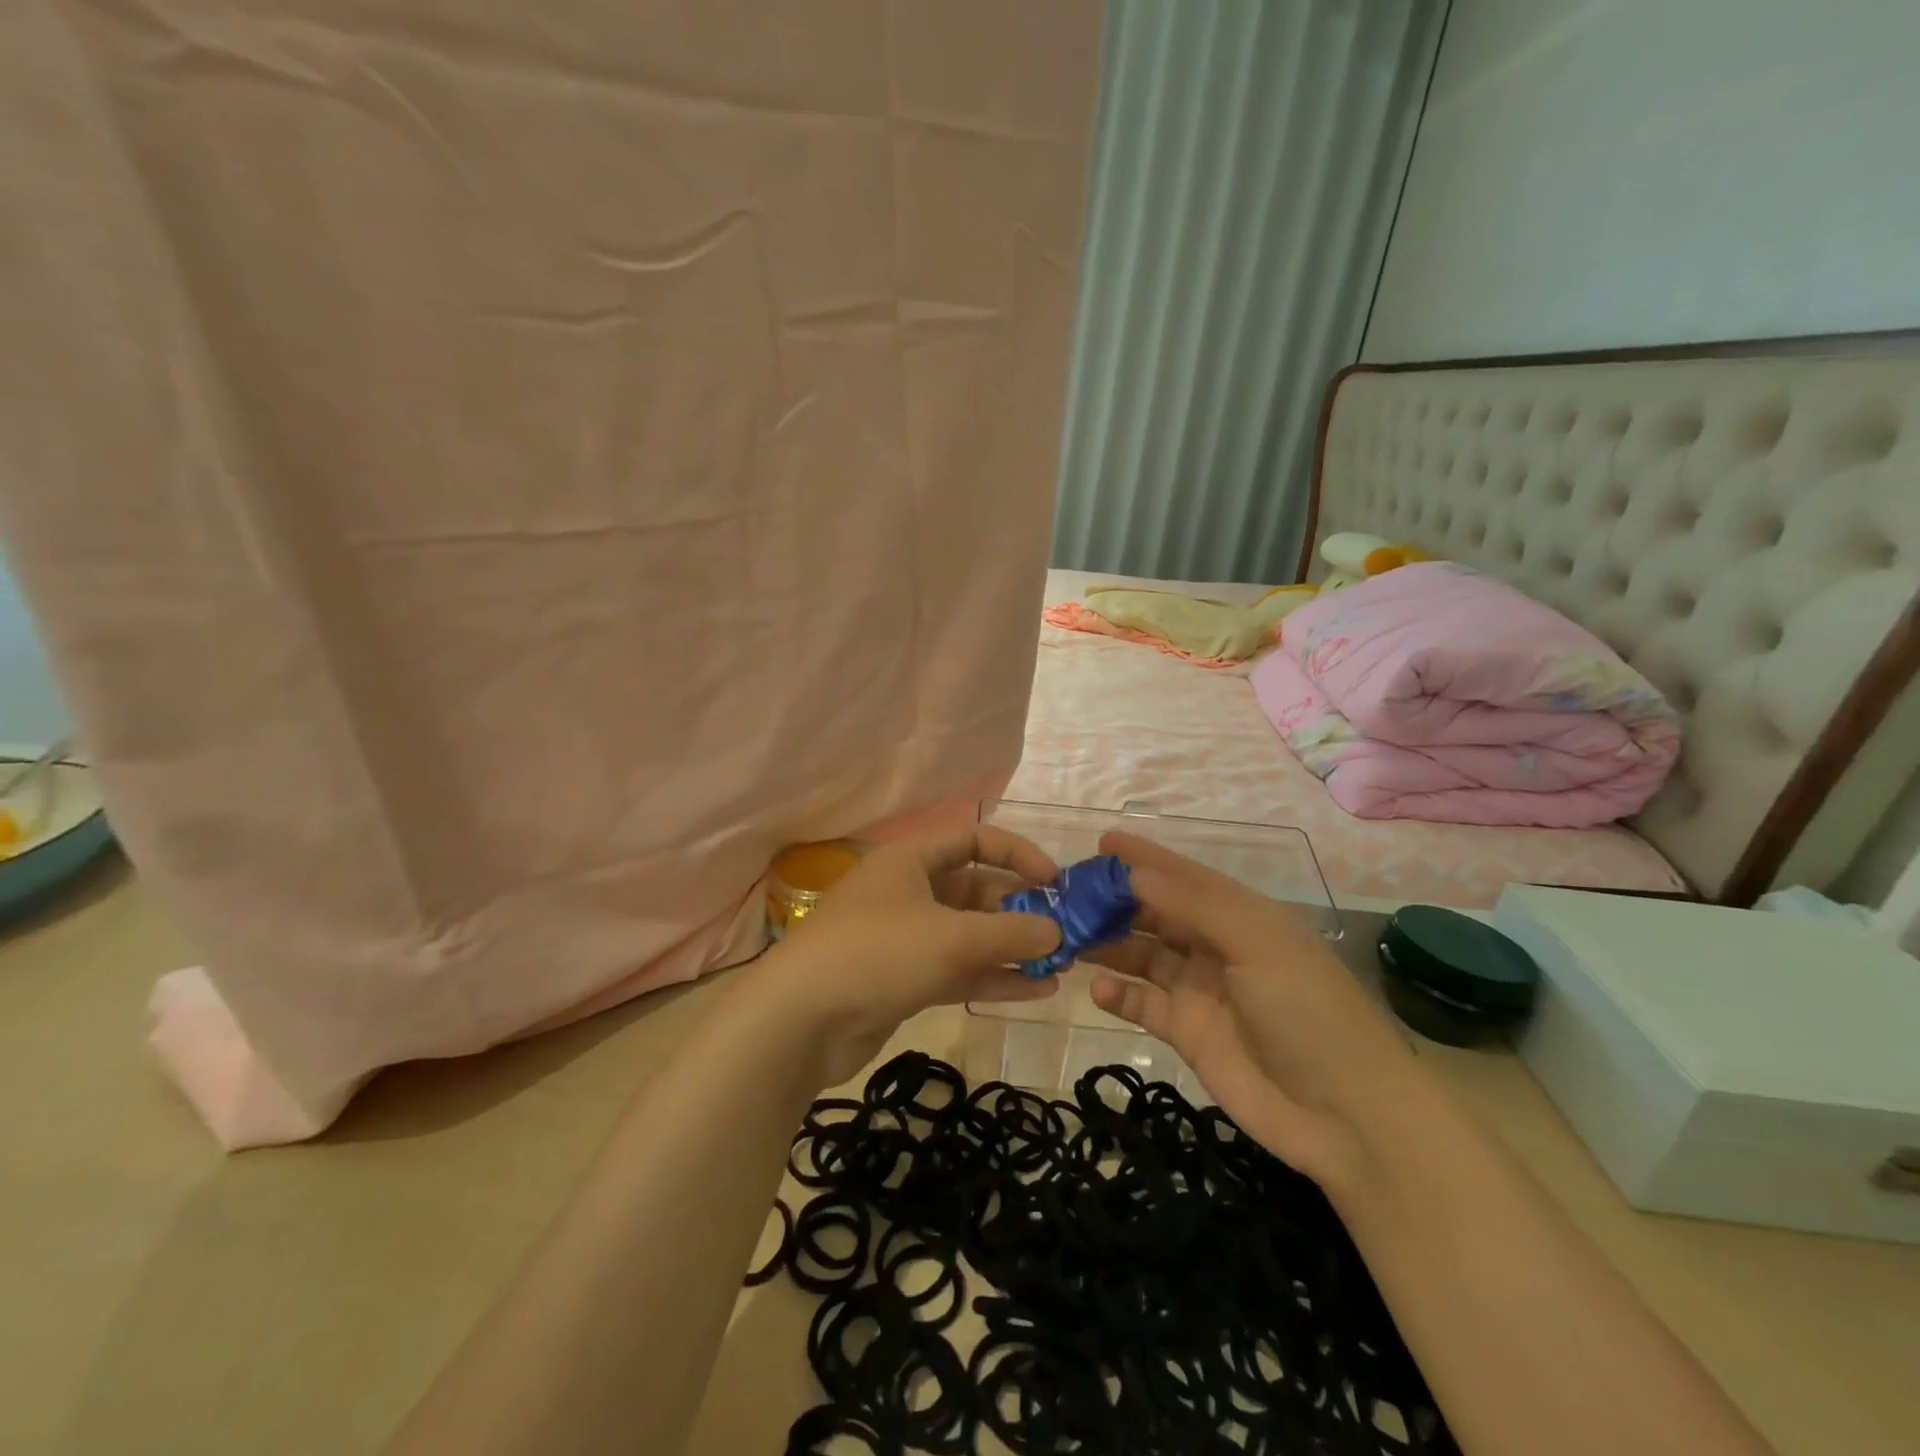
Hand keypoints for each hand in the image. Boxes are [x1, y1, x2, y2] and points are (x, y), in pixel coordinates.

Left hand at [745, 825, 1063, 1083]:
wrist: (799, 1022)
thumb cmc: (877, 954)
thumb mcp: (951, 938)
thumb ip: (1009, 933)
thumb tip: (1057, 931)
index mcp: (910, 860)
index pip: (973, 839)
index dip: (1016, 853)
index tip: (1054, 881)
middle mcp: (908, 891)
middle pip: (974, 890)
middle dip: (1019, 910)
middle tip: (1064, 933)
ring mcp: (904, 938)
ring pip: (968, 934)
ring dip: (1011, 948)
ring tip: (1061, 964)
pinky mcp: (902, 980)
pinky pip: (956, 969)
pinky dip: (992, 977)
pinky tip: (1036, 991)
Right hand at [1086, 831, 1419, 1187]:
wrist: (1347, 1116)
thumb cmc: (1307, 1011)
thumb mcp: (1257, 942)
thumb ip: (1193, 905)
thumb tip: (1132, 873)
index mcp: (1240, 916)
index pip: (1183, 877)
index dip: (1144, 858)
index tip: (1101, 843)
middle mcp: (1216, 946)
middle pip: (1156, 914)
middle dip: (1114, 902)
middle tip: (1065, 895)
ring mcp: (1200, 991)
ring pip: (1143, 955)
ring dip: (1108, 944)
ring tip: (1067, 937)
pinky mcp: (1188, 1033)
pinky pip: (1144, 1004)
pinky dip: (1119, 995)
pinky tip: (1098, 990)